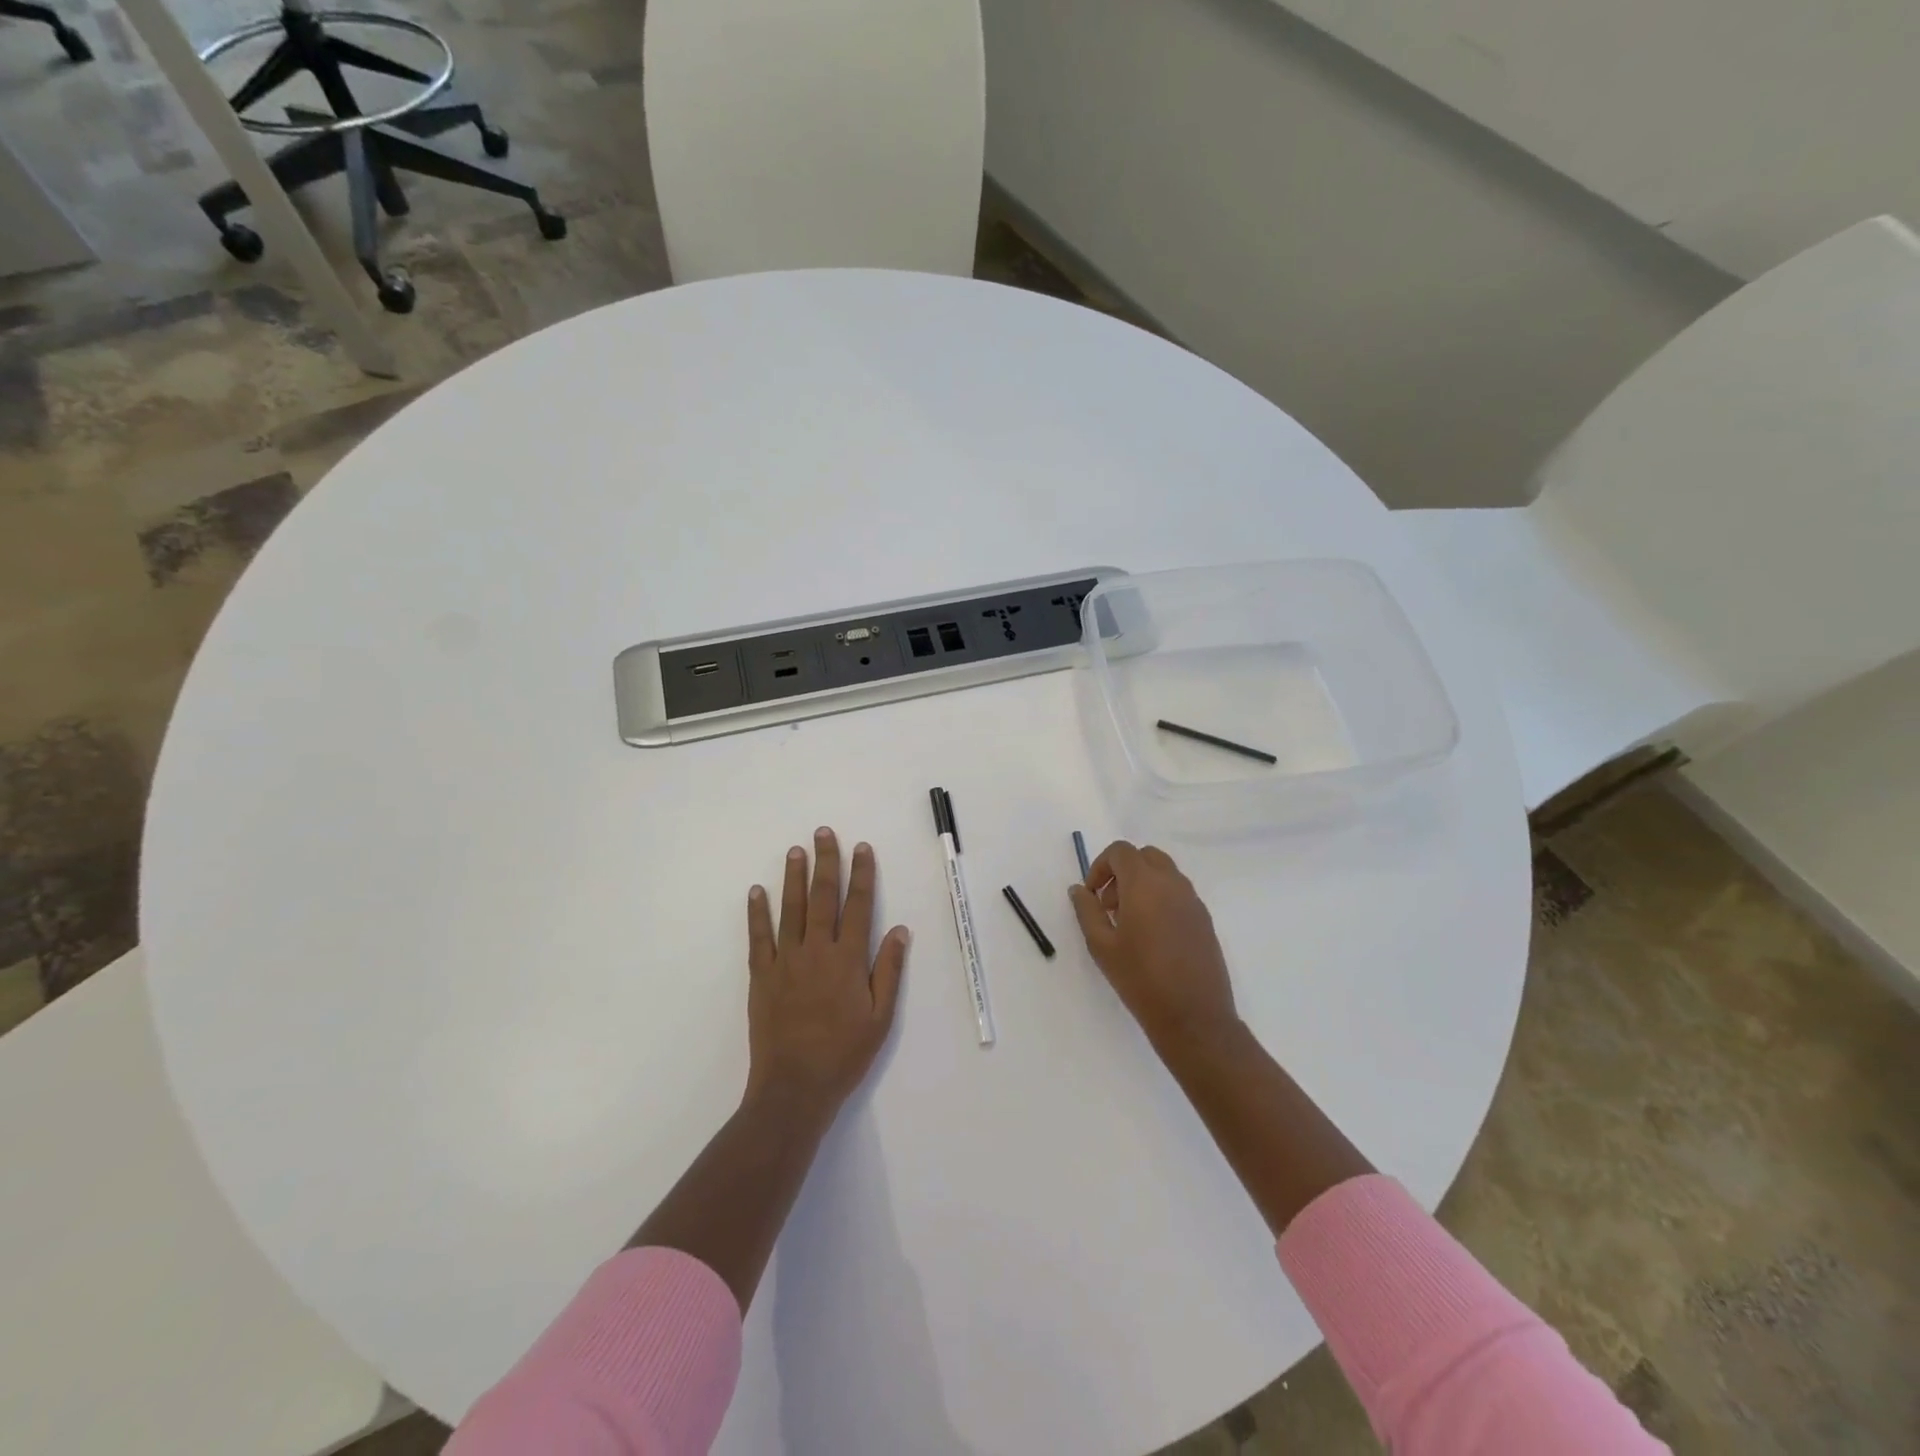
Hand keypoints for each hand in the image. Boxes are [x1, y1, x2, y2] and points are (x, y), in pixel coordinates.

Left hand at [745, 828, 908, 1114]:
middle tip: (824, 832)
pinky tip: (757, 891)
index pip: (858, 906)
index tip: (862, 848)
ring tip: (795, 850)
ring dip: (794, 877)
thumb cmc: (844, 1054)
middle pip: (822, 897)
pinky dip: (757, 912)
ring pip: (790, 909)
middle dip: (826, 862)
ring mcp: (785, 961)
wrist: (794, 1088)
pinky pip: (758, 937)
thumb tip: (900, 930)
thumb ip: (889, 971)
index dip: (862, 875)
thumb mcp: (880, 1018)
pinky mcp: (761, 976)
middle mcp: (817, 951)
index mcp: (848, 960)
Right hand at [1069, 841, 1240, 1054]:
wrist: (1194, 1017)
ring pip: (1164, 873)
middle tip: (1109, 905)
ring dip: (1142, 884)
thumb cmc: (1140, 979)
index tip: (1092, 895)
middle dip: (1122, 871)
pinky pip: (1178, 893)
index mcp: (1144, 884)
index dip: (1101, 866)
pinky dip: (1160, 899)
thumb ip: (1086, 910)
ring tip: (1129, 924)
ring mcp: (1193, 901)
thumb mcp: (1101, 945)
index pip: (1121, 851)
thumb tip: (1079, 889)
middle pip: (1145, 856)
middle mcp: (1172, 883)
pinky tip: (1152, 937)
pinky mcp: (1204, 920)